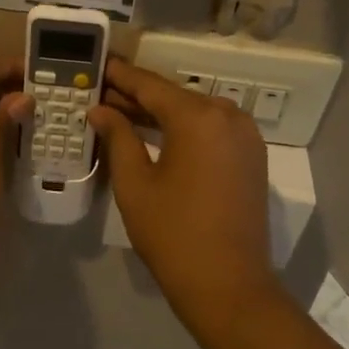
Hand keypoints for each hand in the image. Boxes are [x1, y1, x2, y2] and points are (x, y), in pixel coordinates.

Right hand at [89, 57, 282, 342]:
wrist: (228, 284)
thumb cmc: (173, 233)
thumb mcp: (135, 183)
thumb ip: (117, 137)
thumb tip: (100, 110)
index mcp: (198, 117)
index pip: (150, 85)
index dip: (119, 76)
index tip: (96, 65)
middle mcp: (228, 115)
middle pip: (174, 97)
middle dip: (137, 96)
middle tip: (100, 94)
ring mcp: (246, 136)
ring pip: (194, 112)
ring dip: (160, 113)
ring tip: (121, 114)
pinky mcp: (252, 156)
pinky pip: (212, 129)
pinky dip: (184, 128)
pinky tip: (157, 135)